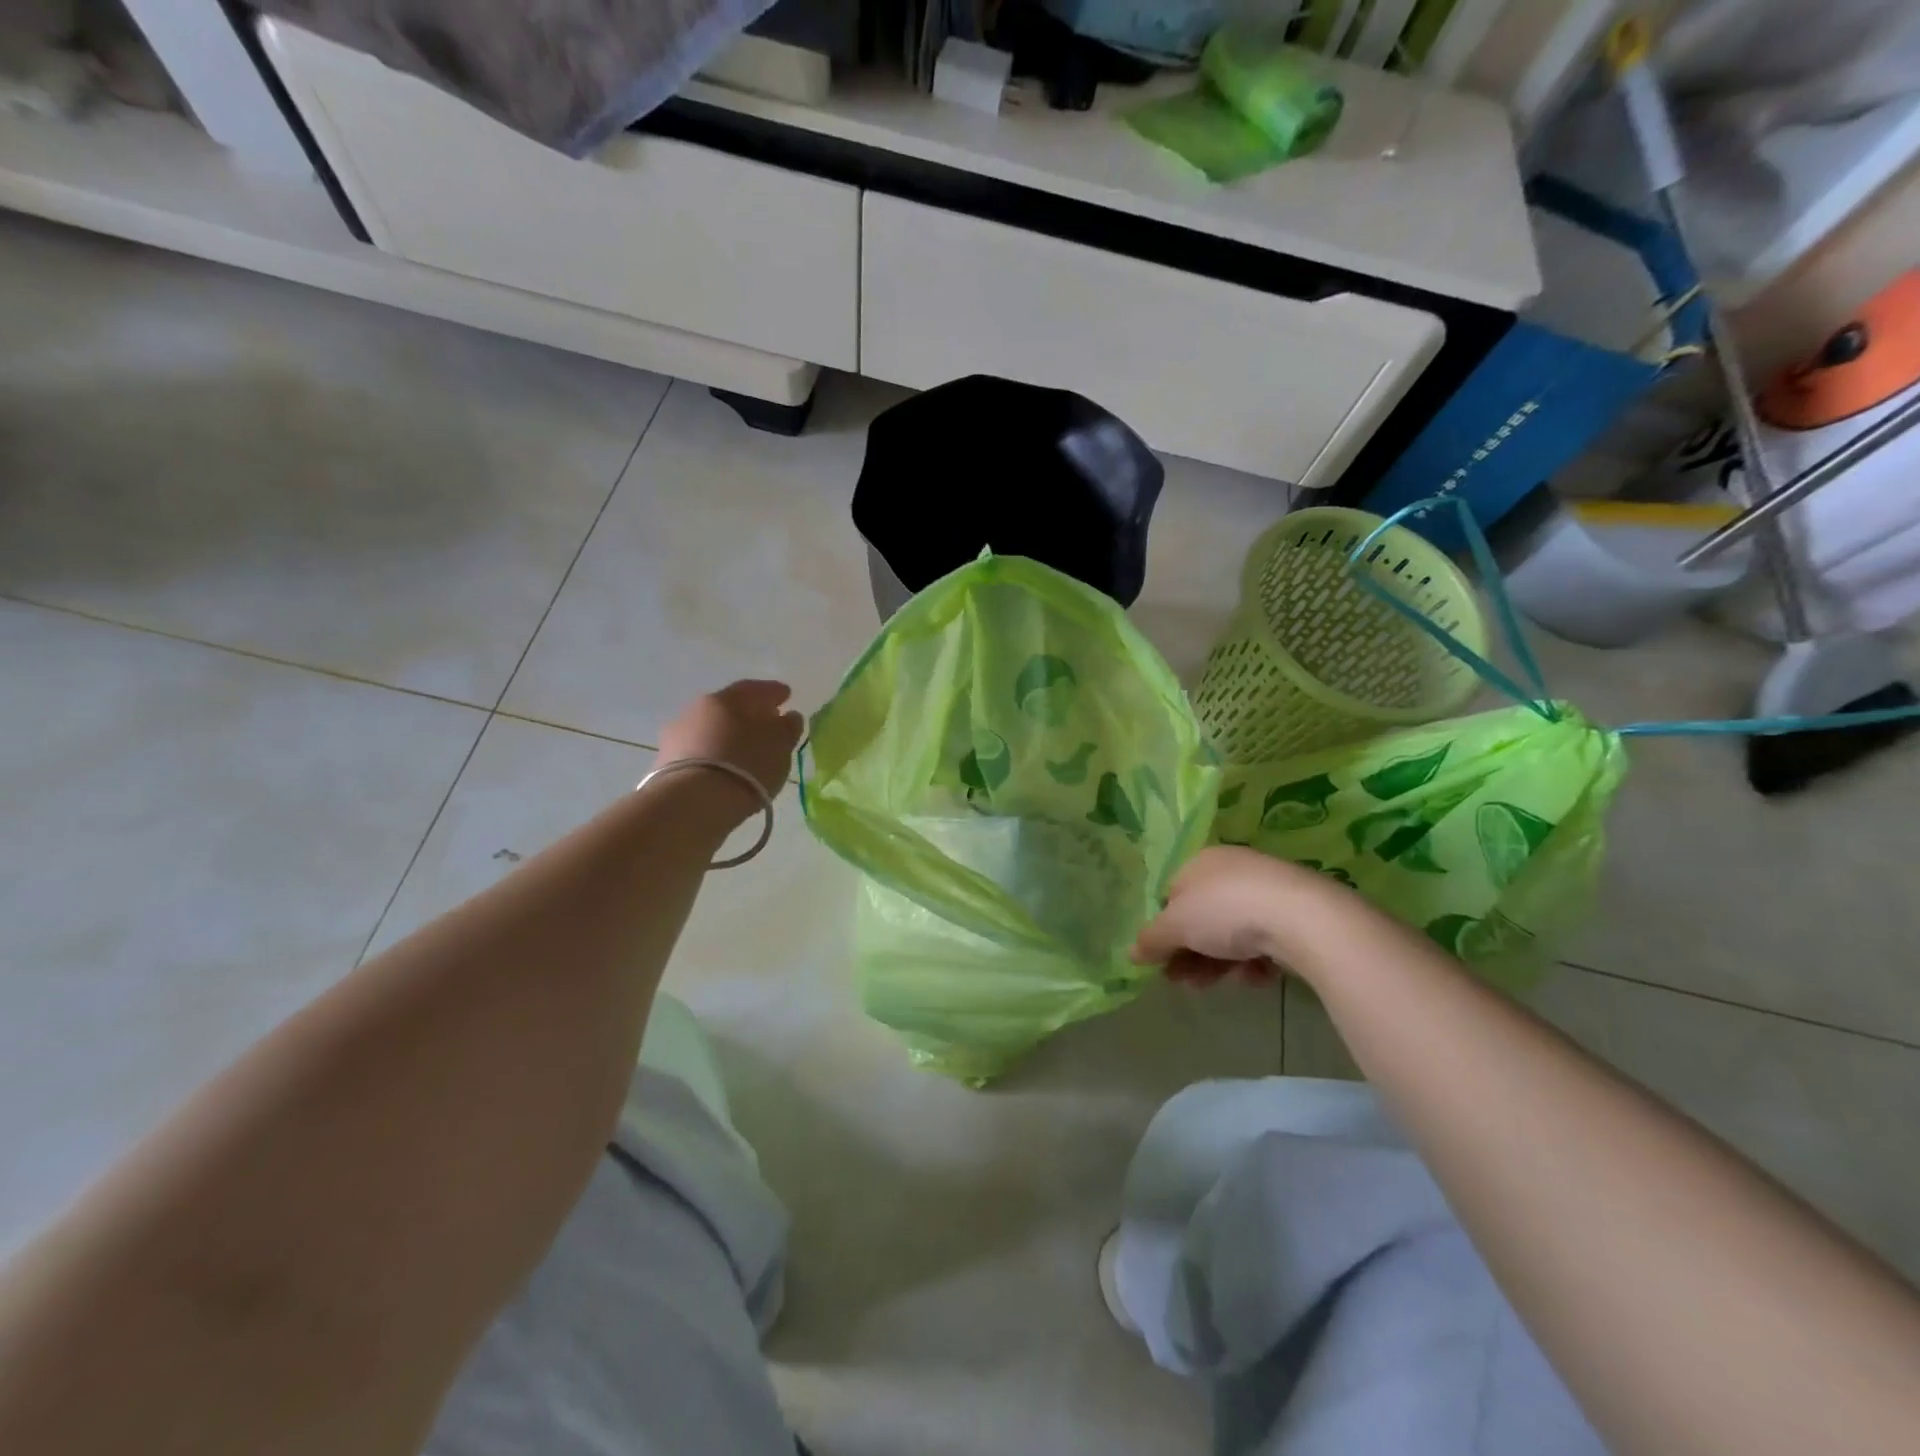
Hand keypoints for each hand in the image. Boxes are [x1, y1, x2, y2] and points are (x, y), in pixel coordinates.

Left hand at [657, 680, 804, 803]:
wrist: (692, 803)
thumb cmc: (744, 765)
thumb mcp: (778, 745)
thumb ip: (787, 728)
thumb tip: (788, 717)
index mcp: (725, 699)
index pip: (753, 689)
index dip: (773, 692)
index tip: (786, 695)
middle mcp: (696, 710)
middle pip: (728, 708)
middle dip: (749, 714)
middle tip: (766, 724)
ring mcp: (676, 737)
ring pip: (710, 730)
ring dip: (728, 737)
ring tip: (745, 752)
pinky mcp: (665, 764)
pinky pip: (698, 753)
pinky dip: (714, 756)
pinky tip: (725, 768)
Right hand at [1132, 846, 1334, 987]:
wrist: (1302, 918)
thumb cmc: (1226, 911)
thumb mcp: (1175, 926)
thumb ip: (1151, 940)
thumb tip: (1131, 953)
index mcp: (1200, 861)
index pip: (1172, 895)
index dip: (1164, 929)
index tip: (1160, 960)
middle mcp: (1232, 870)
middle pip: (1201, 917)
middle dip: (1189, 953)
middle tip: (1182, 982)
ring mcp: (1266, 891)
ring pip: (1232, 933)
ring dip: (1216, 963)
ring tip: (1212, 987)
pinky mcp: (1295, 915)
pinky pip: (1264, 941)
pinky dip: (1254, 961)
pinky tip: (1254, 976)